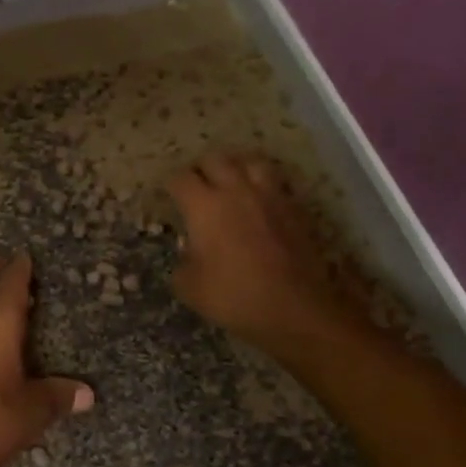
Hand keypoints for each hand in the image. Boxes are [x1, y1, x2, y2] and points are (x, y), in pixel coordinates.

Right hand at [166, 151, 352, 354]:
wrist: (295, 307)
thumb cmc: (234, 296)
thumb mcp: (189, 287)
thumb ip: (183, 262)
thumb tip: (190, 252)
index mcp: (203, 206)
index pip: (180, 178)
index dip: (172, 185)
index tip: (170, 197)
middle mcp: (235, 190)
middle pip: (215, 158)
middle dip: (202, 169)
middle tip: (198, 187)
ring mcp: (269, 196)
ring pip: (250, 161)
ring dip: (237, 166)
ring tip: (232, 181)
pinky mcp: (295, 208)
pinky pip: (276, 182)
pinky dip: (264, 185)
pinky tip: (260, 200)